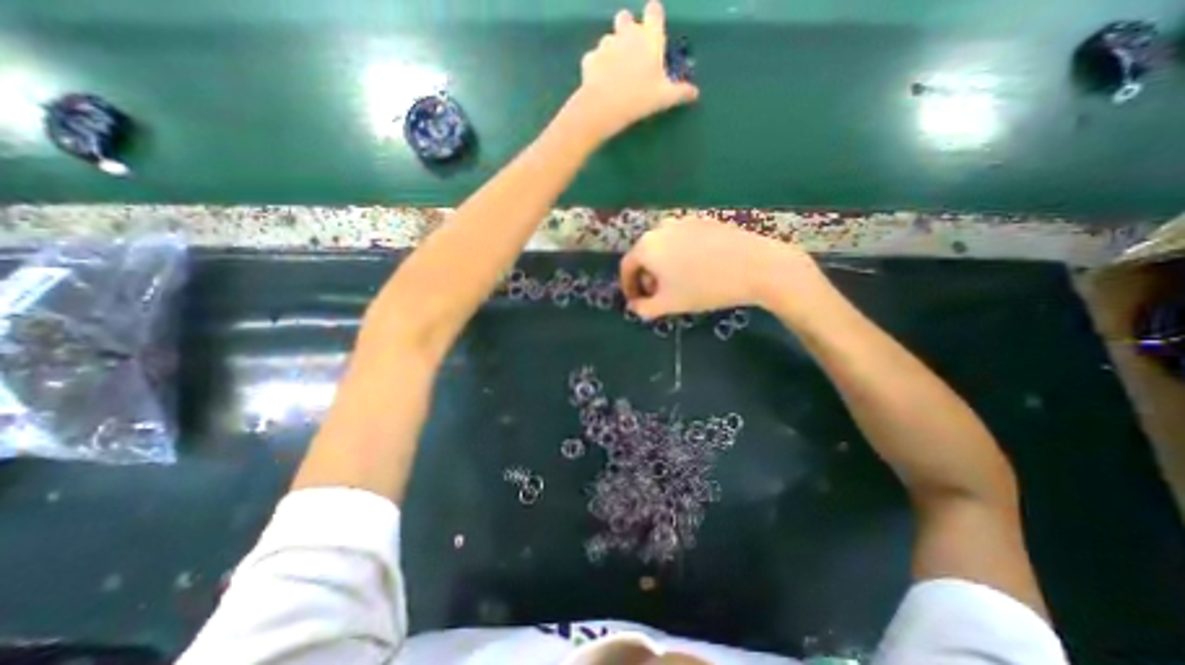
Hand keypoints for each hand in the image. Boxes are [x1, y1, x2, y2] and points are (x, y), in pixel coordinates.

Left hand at [561, 0, 696, 139]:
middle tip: (632, 53)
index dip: (654, 19)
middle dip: (628, 29)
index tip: (654, 33)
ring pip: (609, 39)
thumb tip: (695, 93)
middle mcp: (627, 33)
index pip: (654, 11)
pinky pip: (594, 58)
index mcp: (649, 37)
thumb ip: (681, 92)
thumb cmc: (639, 98)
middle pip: (626, 18)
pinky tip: (600, 82)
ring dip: (612, 50)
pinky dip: (597, 67)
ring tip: (615, 73)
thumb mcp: (665, 98)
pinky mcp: (590, 59)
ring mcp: (606, 44)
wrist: (604, 106)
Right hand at [620, 215, 826, 319]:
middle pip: (644, 255)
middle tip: (659, 295)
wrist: (755, 266)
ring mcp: (683, 221)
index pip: (626, 267)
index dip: (629, 287)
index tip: (636, 301)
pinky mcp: (703, 220)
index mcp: (646, 246)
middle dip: (647, 277)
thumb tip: (635, 306)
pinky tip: (697, 268)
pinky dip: (680, 255)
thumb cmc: (704, 287)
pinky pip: (681, 240)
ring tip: (679, 283)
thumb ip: (644, 308)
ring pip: (663, 247)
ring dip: (663, 266)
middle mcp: (660, 228)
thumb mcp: (669, 304)